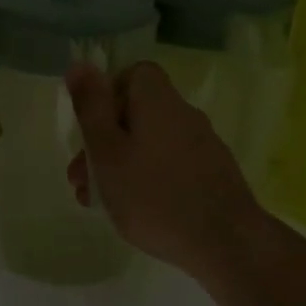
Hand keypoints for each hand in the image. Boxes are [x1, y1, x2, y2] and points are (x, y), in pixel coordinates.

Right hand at [67, 61, 267, 277]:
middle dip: (104, 142)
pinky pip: (170, 166)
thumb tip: (80, 63)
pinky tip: (136, 212)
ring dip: (121, 166)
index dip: (107, 96)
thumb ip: (91, 108)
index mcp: (158, 102)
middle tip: (81, 180)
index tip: (90, 130)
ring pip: (150, 144)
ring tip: (99, 203)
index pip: (133, 74)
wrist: (226, 242)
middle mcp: (184, 115)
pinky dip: (148, 180)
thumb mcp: (107, 151)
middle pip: (137, 114)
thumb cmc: (153, 195)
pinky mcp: (213, 174)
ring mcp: (203, 146)